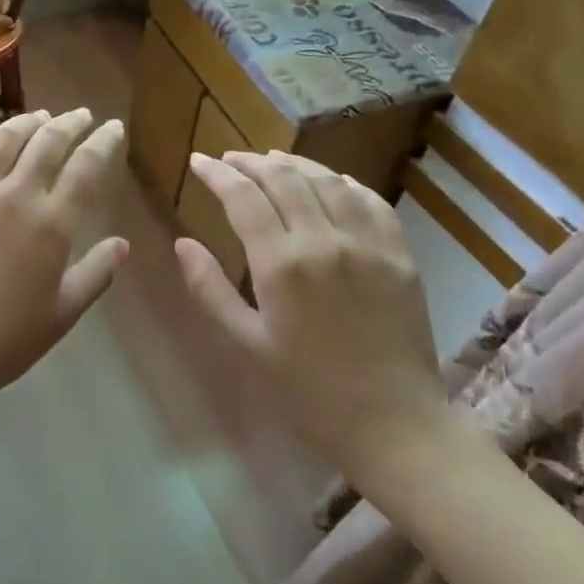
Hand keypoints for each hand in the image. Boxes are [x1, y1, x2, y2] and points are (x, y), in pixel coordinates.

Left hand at [0, 109, 127, 410]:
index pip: (86, 166)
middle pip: (47, 142)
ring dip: (23, 123)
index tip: (113, 127)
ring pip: (0, 140)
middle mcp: (13, 195)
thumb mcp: (63, 313)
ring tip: (36, 117)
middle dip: (69, 122)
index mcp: (51, 222)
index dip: (103, 141)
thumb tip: (123, 244)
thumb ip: (97, 274)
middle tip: (79, 115)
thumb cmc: (6, 341)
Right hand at [176, 150, 447, 480]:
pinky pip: (370, 201)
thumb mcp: (246, 344)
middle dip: (251, 162)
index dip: (217, 173)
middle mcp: (325, 241)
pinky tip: (331, 181)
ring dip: (295, 164)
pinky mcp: (400, 255)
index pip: (243, 197)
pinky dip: (345, 182)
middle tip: (229, 159)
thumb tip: (182, 243)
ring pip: (328, 180)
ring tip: (272, 161)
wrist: (394, 425)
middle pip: (284, 178)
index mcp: (282, 264)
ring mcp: (369, 244)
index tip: (198, 160)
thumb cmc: (308, 391)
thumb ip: (210, 289)